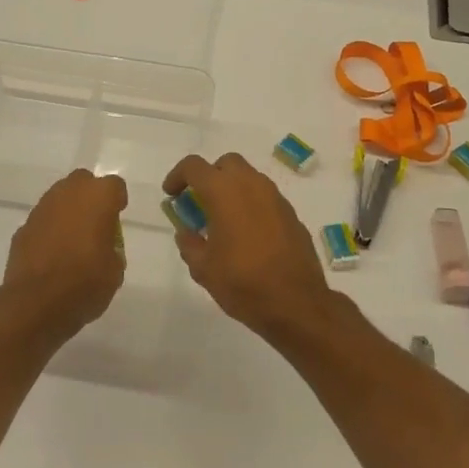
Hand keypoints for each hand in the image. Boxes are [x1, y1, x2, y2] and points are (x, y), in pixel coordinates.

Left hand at [0, 169, 128, 337]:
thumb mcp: (115, 270)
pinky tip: (52, 255)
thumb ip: (111, 248)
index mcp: (97, 198)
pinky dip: (48, 231)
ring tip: (73, 241)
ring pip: (58, 199)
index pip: (114, 185)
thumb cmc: (86, 284)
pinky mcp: (22, 228)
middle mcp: (67, 194)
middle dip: (90, 197)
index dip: (117, 200)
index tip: (117, 216)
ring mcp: (41, 210)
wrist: (37, 304)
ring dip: (67, 212)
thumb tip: (102, 247)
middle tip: (95, 223)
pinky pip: (42, 221)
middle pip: (82, 182)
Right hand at [162, 153, 333, 340]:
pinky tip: (247, 234)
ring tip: (222, 220)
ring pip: (250, 178)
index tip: (171, 194)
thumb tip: (186, 233)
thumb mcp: (203, 268)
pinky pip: (266, 198)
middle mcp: (252, 186)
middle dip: (210, 176)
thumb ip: (190, 244)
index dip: (177, 176)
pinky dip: (251, 205)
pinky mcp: (292, 215)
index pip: (194, 166)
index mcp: (224, 192)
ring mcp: (276, 199)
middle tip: (199, 202)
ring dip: (232, 189)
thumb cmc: (243, 283)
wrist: (296, 304)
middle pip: (227, 163)